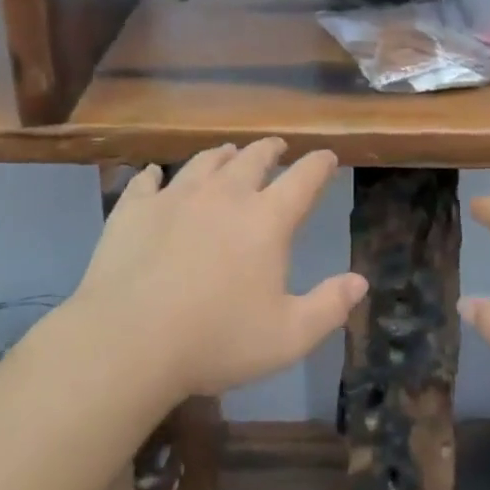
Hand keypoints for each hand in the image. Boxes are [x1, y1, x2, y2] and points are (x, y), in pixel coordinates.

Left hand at [71, 139, 367, 399]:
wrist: (129, 341)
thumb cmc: (216, 340)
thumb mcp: (288, 337)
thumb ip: (329, 307)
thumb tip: (361, 281)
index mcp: (266, 220)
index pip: (303, 179)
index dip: (319, 164)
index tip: (328, 157)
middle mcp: (224, 195)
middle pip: (253, 158)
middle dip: (270, 150)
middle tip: (277, 147)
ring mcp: (175, 196)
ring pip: (205, 162)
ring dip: (222, 154)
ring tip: (229, 152)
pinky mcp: (134, 209)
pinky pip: (146, 181)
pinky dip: (154, 175)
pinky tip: (153, 175)